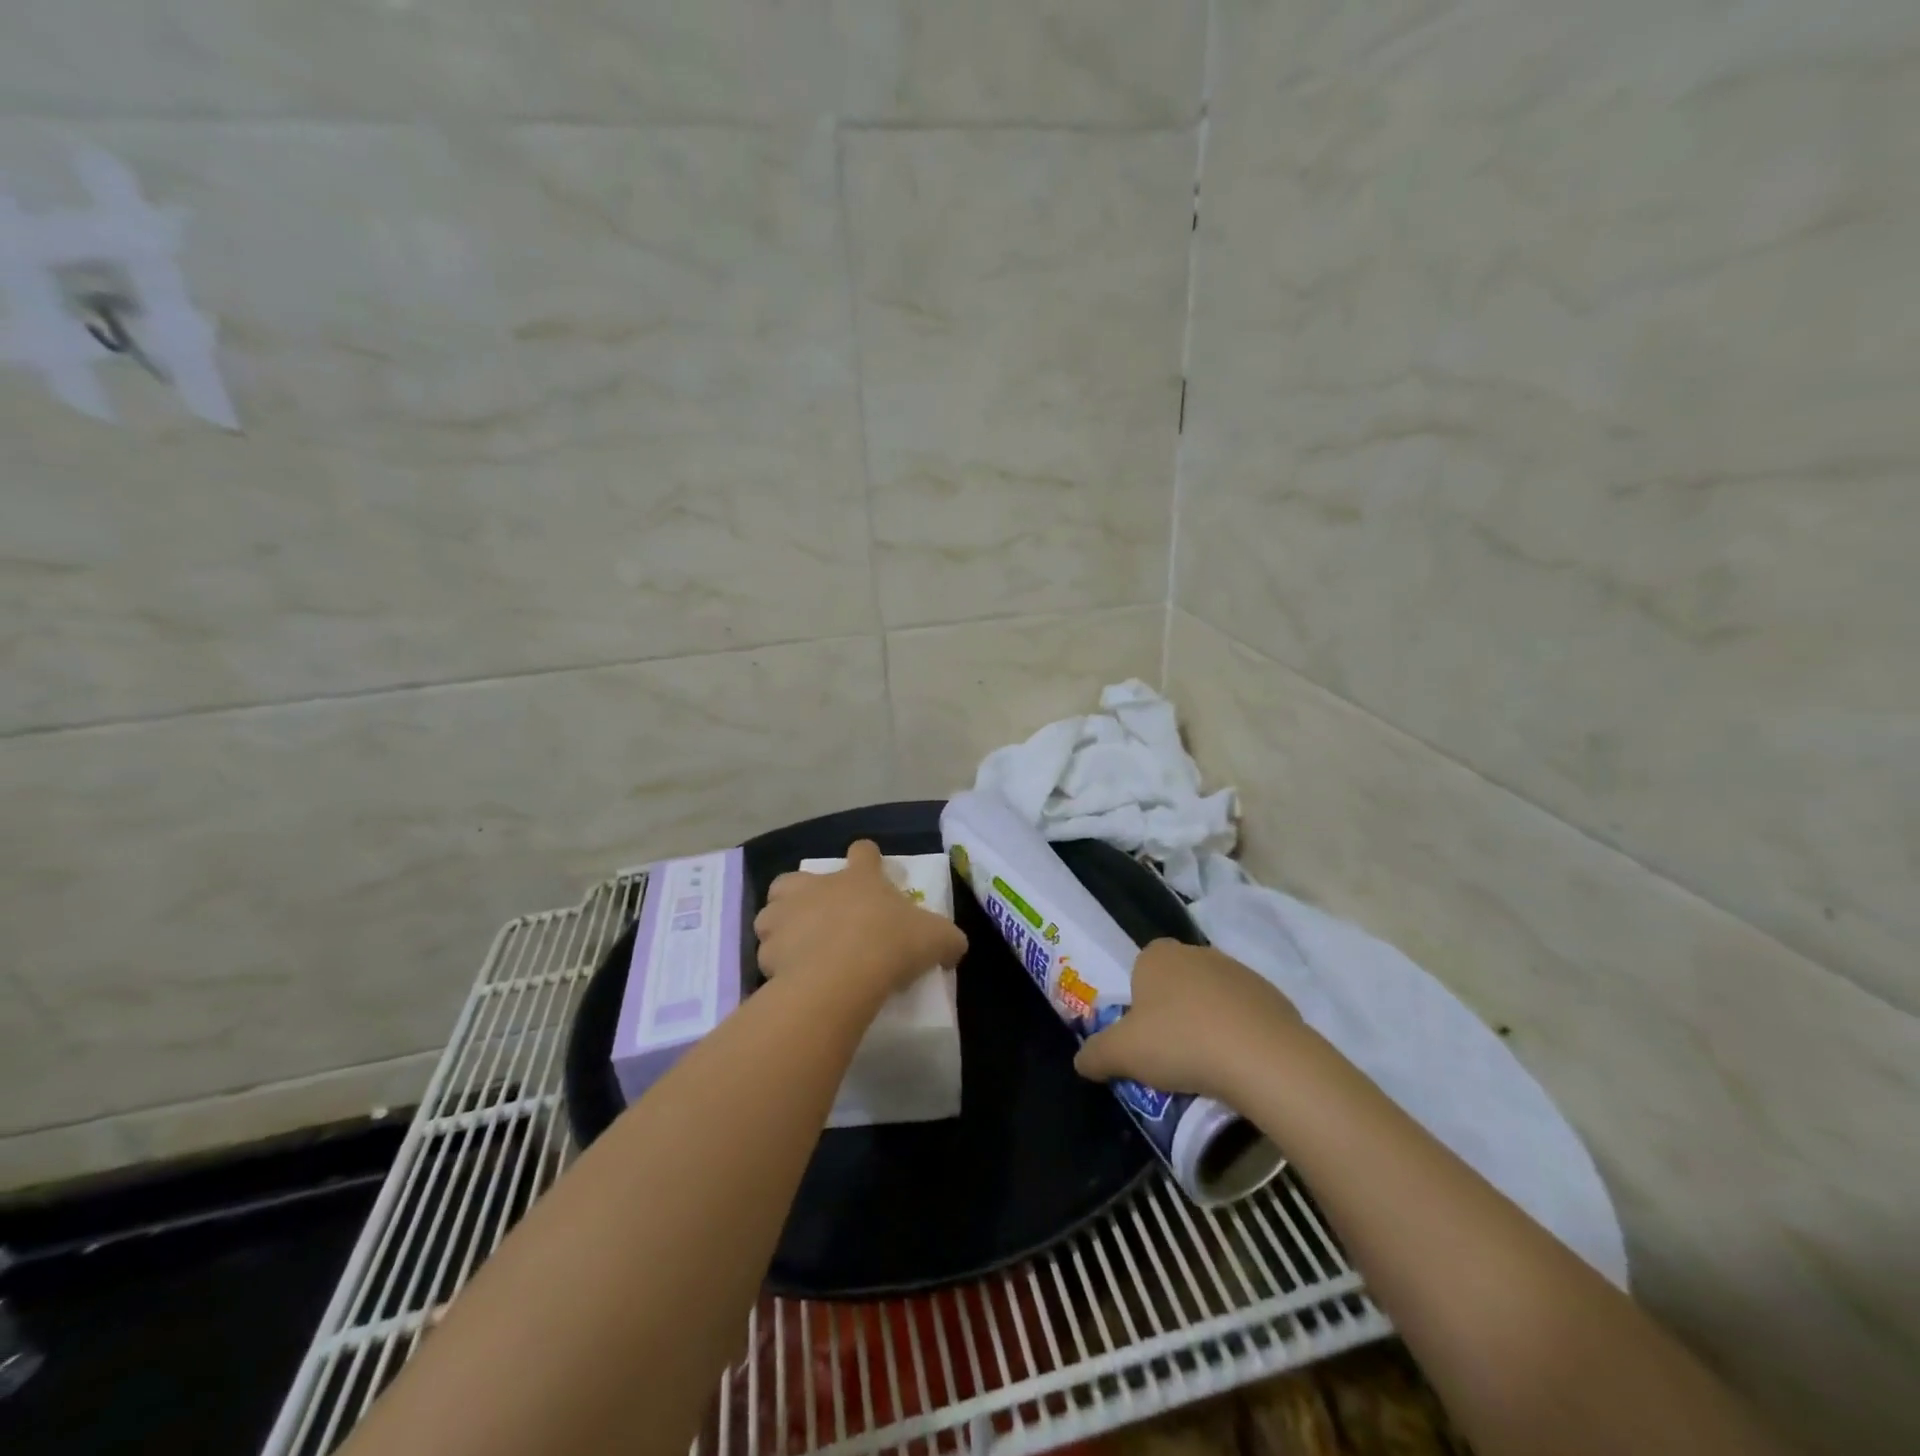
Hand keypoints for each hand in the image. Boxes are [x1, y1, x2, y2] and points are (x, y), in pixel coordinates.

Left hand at [754, 840, 967, 996]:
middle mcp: (816, 887)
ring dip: (782, 925)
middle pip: (797, 878)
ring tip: (797, 947)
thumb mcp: (936, 939)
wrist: (841, 976)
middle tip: (820, 916)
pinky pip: (768, 952)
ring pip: (772, 912)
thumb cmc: (890, 944)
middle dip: (803, 893)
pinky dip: (777, 962)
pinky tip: (791, 977)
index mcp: (859, 878)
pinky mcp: (767, 948)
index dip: (867, 859)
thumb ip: (947, 938)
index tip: (871, 870)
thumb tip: (955, 945)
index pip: (863, 852)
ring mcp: (786, 915)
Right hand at [1073, 939, 1301, 1102]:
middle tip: (1171, 1055)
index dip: (1139, 1003)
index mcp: (1158, 955)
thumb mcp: (1122, 1054)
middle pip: (1176, 984)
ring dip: (1207, 1023)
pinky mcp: (1272, 995)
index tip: (1144, 1038)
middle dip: (1172, 1013)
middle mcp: (1197, 952)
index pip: (1140, 970)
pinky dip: (1239, 1035)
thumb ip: (1095, 1054)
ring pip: (1211, 998)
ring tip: (1207, 1067)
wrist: (1264, 1058)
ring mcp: (1239, 971)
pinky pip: (1245, 1015)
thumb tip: (1080, 1062)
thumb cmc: (1181, 1043)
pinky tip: (1239, 1066)